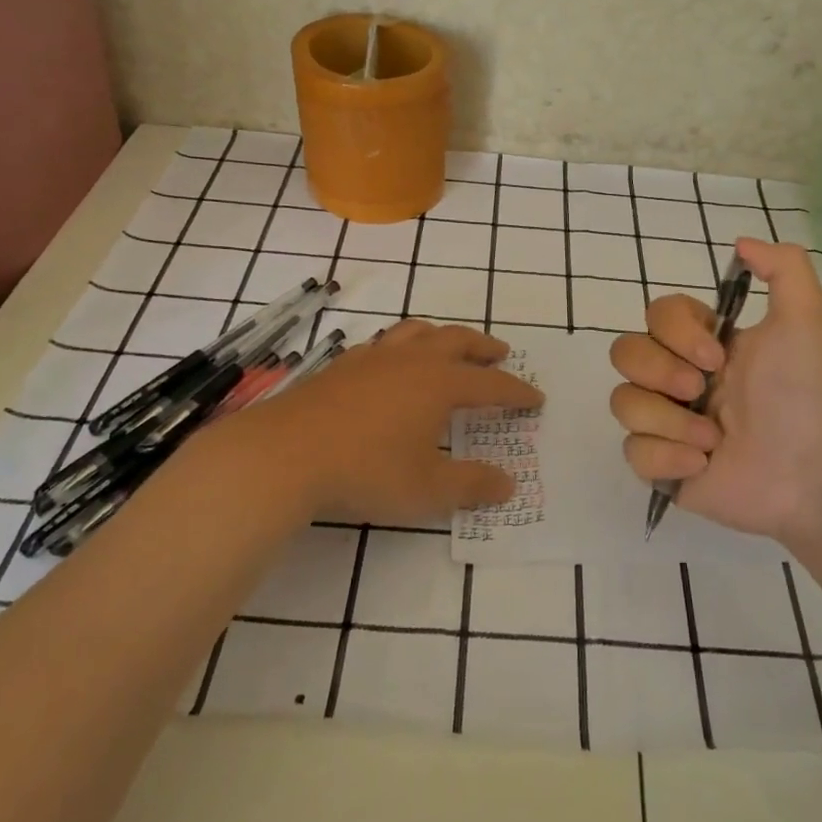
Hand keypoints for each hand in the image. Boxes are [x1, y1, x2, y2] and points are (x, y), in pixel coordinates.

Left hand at [237, 319, 542, 524]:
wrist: (286, 454)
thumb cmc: (366, 471)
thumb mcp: (427, 489)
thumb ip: (471, 485)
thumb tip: (508, 484)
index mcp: (439, 384)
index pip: (490, 384)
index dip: (516, 391)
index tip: (535, 398)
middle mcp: (411, 361)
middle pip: (457, 341)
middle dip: (483, 347)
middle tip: (501, 353)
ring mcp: (373, 358)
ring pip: (418, 332)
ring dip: (442, 336)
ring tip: (450, 346)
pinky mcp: (343, 365)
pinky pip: (384, 343)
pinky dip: (403, 345)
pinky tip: (393, 363)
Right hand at [608, 238, 821, 546]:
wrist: (817, 471)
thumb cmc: (809, 393)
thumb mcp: (808, 318)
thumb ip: (783, 267)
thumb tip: (741, 243)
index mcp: (706, 345)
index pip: (655, 316)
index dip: (674, 332)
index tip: (717, 356)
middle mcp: (680, 379)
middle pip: (624, 353)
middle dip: (660, 371)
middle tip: (702, 390)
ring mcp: (668, 424)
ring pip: (622, 402)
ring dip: (668, 419)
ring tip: (713, 439)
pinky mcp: (664, 467)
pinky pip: (632, 452)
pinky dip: (665, 457)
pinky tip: (702, 465)